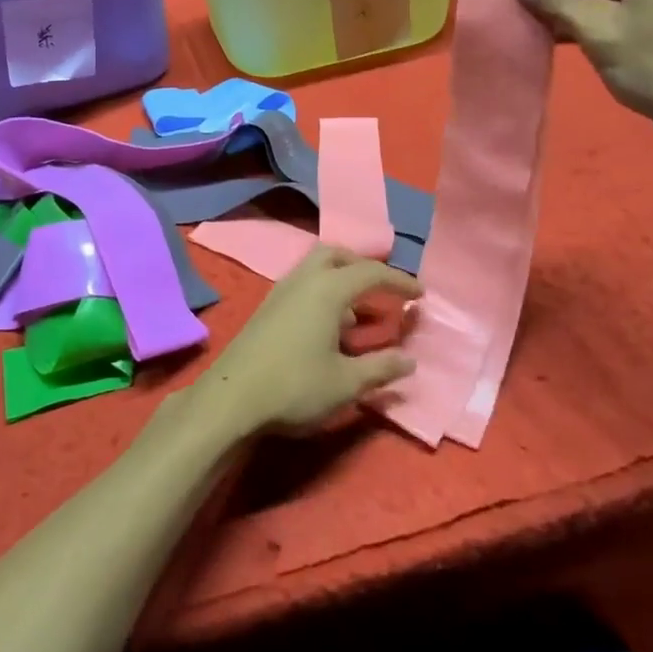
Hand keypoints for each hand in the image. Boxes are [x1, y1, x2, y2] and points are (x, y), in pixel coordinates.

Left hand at [190, 245, 420, 435]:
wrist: (232, 397)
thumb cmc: (295, 386)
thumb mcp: (346, 383)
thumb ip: (381, 368)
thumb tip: (410, 360)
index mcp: (328, 289)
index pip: (371, 273)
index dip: (399, 281)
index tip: (420, 294)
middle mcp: (304, 279)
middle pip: (337, 255)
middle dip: (363, 267)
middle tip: (383, 290)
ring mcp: (281, 290)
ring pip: (316, 267)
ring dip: (341, 279)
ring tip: (359, 314)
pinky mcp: (267, 307)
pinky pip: (303, 284)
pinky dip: (323, 292)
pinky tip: (329, 327)